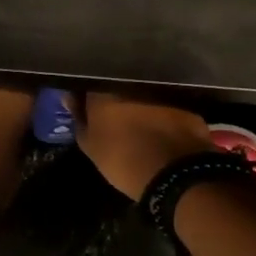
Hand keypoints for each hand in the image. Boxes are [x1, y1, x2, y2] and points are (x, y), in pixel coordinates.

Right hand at [76, 93, 212, 198]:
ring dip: (138, 103)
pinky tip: (160, 126)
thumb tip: (70, 100)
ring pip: (143, 92)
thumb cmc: (123, 160)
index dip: (84, 95)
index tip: (81, 106)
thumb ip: (79, 120)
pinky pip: (166, 103)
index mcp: (105, 91)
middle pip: (117, 85)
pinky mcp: (185, 103)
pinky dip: (161, 112)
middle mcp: (134, 82)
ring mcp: (162, 90)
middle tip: (110, 115)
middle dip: (112, 97)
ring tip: (136, 121)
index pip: (88, 84)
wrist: (175, 173)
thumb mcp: (91, 147)